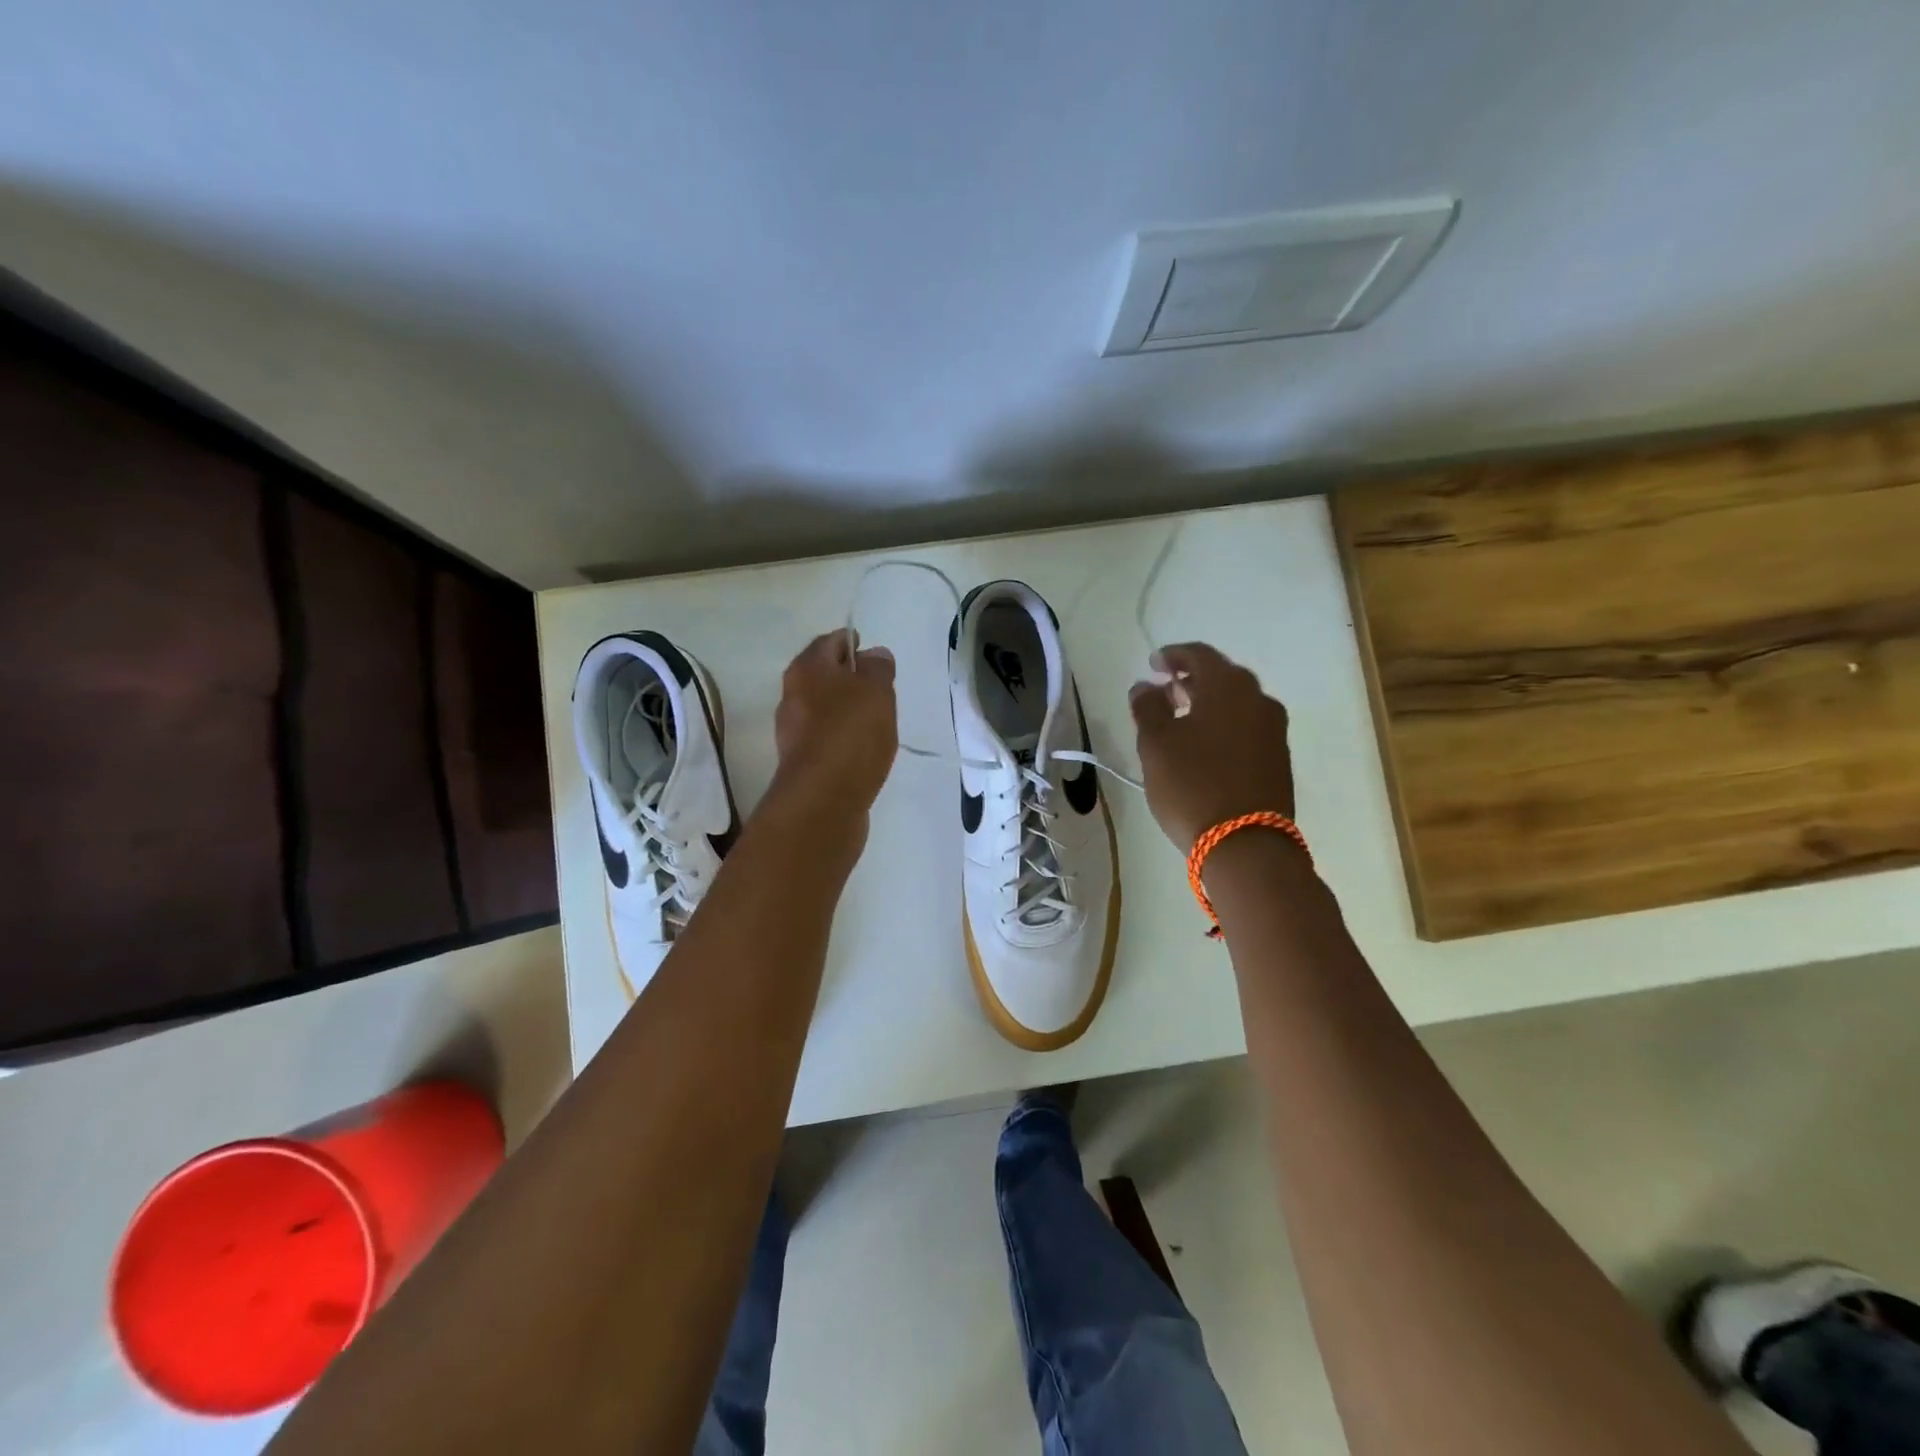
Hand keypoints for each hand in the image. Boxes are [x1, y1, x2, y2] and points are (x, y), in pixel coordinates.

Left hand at [765, 629, 897, 840]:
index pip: (830, 642)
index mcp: (806, 669)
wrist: (824, 799)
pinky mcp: (804, 763)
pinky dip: (844, 738)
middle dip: (849, 678)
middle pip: (823, 676)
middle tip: (880, 687)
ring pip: (824, 709)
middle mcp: (792, 696)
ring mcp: (794, 732)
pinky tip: (864, 749)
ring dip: (847, 710)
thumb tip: (874, 655)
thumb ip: (878, 668)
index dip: (852, 643)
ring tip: (877, 720)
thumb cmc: (851, 733)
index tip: (874, 655)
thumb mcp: (876, 690)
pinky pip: (827, 739)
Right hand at [1129, 642, 1294, 850]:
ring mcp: (1274, 730)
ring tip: (1181, 720)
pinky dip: (1224, 725)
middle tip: (1165, 691)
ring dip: (1209, 704)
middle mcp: (1258, 700)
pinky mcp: (1279, 759)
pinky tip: (1205, 746)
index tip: (1153, 664)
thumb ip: (1147, 708)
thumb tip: (1145, 686)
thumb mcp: (1156, 745)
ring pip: (1237, 703)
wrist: (1246, 845)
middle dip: (1192, 679)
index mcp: (1228, 687)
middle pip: (1222, 677)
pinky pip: (1247, 727)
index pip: (1199, 654)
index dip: (1173, 655)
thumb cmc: (1192, 785)